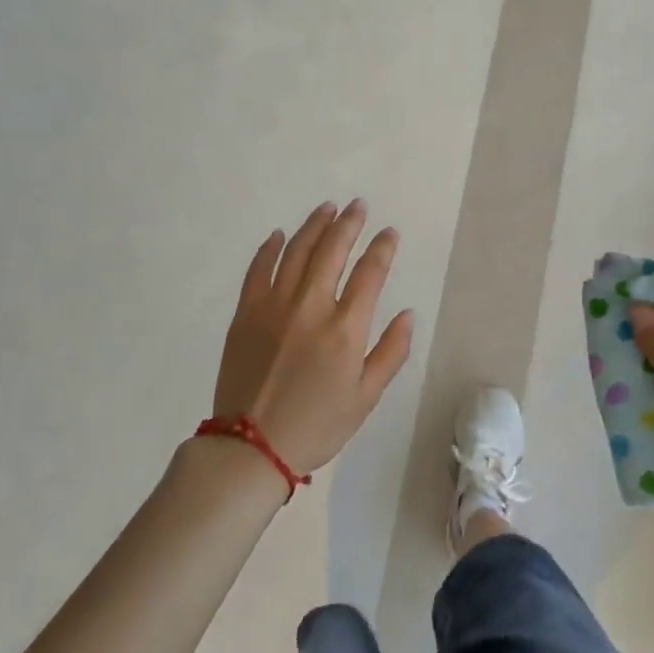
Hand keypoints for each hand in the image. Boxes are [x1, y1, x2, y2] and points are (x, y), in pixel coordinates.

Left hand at [212, 200, 414, 475]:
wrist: (251, 446)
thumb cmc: (317, 425)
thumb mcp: (366, 397)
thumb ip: (391, 352)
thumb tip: (408, 314)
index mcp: (344, 329)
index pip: (370, 273)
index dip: (382, 248)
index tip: (389, 232)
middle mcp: (310, 307)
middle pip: (332, 251)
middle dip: (348, 224)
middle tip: (358, 206)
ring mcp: (273, 306)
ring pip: (296, 252)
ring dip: (314, 226)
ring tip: (327, 209)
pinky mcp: (245, 313)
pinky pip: (258, 270)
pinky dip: (269, 249)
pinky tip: (279, 235)